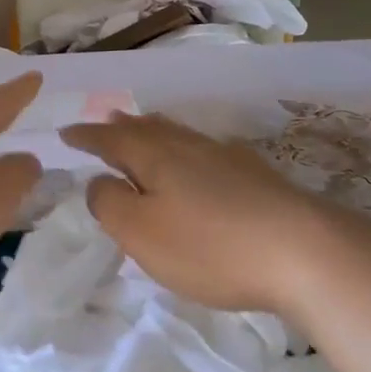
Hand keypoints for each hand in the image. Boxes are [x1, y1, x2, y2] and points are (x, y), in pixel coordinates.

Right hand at [62, 113, 370, 314]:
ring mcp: (226, 157)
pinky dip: (189, 149)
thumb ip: (109, 203)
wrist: (304, 251)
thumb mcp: (142, 232)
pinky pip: (207, 150)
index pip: (110, 138)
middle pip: (147, 128)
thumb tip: (99, 181)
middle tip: (106, 121)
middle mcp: (188, 146)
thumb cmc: (209, 245)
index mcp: (154, 156)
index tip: (66, 133)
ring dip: (155, 131)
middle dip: (122, 127)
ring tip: (145, 129)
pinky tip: (202, 158)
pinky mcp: (257, 175)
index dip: (86, 136)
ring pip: (179, 135)